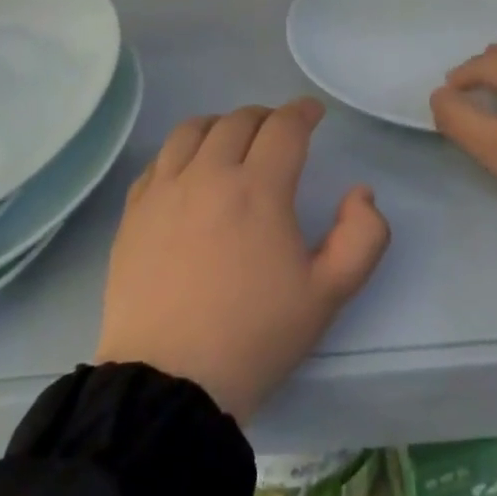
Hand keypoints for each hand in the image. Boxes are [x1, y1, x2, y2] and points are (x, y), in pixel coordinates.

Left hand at [95, 98, 390, 424]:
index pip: (284, 126)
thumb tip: (361, 193)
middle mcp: (209, 174)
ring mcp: (165, 190)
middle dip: (267, 117)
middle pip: (239, 120)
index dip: (303, 112)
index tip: (313, 113)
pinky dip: (182, 151)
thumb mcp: (329, 294)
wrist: (170, 383)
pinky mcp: (134, 212)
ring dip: (221, 125)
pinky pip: (158, 160)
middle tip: (278, 133)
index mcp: (259, 189)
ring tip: (232, 141)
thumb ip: (362, 237)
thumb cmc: (255, 336)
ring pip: (193, 130)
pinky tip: (189, 171)